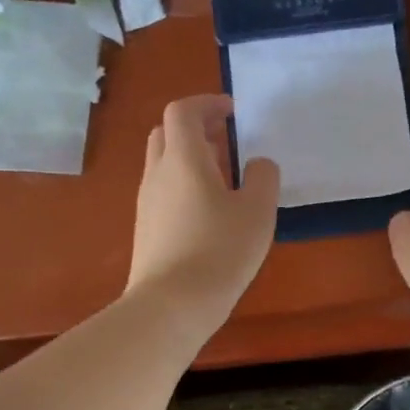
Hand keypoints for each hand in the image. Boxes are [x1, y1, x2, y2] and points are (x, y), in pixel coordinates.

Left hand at [128, 94, 279, 328]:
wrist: (170, 306)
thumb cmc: (219, 251)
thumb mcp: (257, 212)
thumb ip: (263, 178)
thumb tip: (257, 165)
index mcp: (183, 158)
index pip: (182, 111)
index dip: (207, 103)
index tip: (232, 112)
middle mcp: (157, 173)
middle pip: (167, 133)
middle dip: (196, 127)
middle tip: (226, 138)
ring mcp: (147, 202)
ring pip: (163, 162)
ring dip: (190, 156)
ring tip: (224, 175)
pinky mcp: (146, 228)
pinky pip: (163, 190)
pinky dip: (184, 183)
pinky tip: (209, 210)